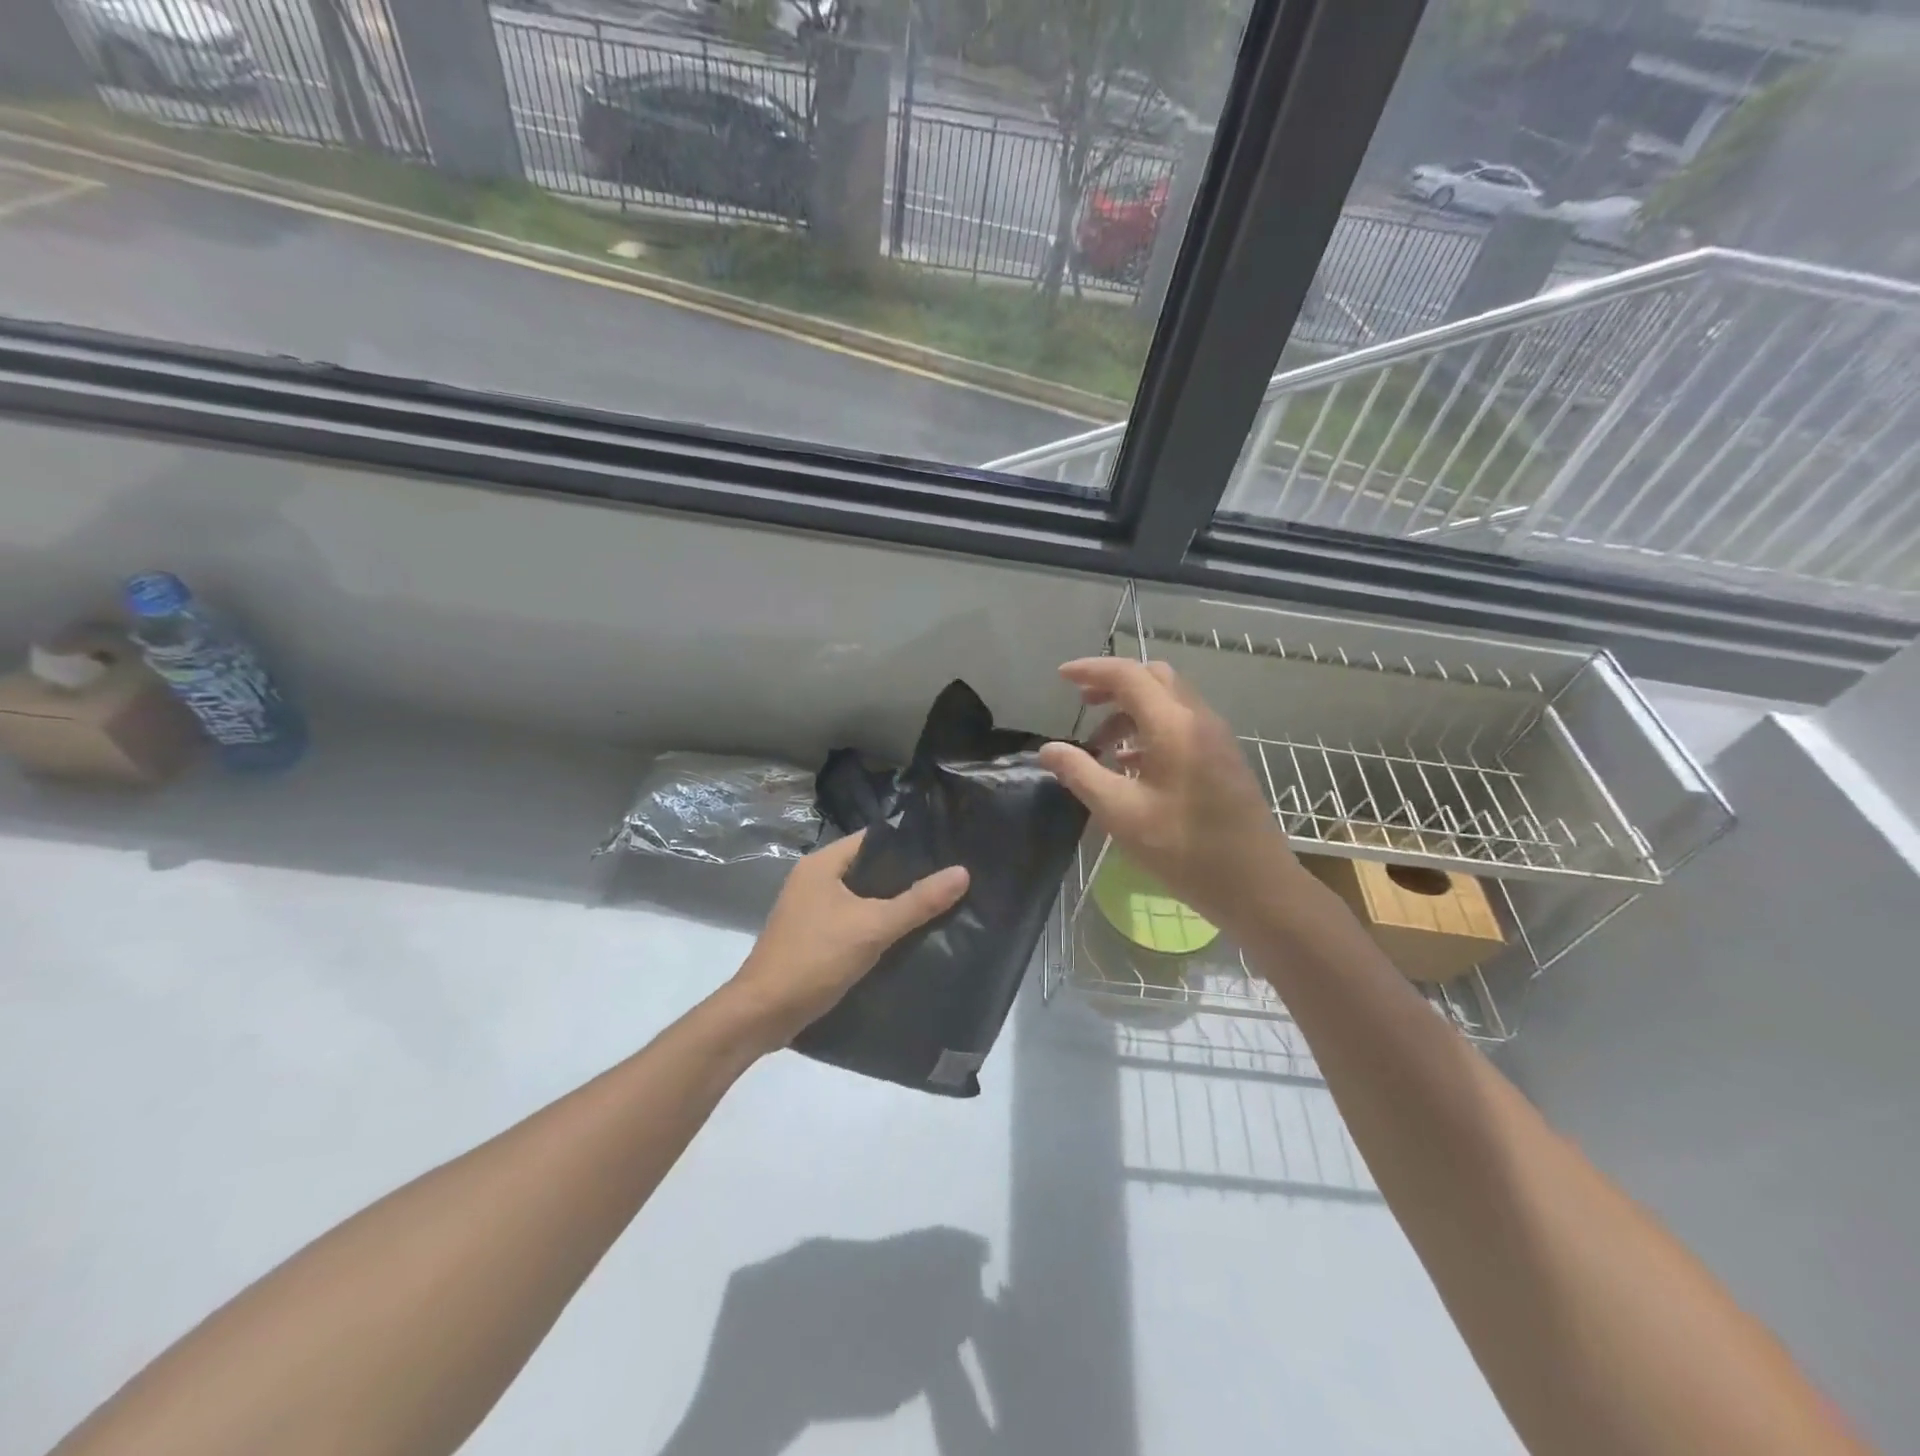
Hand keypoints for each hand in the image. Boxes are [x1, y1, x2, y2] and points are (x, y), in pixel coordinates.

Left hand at [724, 830, 969, 1048]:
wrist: (762, 1015)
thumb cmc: (814, 959)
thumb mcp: (872, 928)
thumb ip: (917, 902)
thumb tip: (963, 872)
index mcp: (822, 864)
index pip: (873, 839)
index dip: (909, 843)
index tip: (947, 850)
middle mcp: (814, 879)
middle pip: (870, 868)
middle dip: (907, 876)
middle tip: (950, 880)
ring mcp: (811, 910)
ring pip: (863, 897)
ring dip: (893, 903)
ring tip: (938, 905)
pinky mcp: (814, 937)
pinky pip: (854, 920)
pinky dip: (878, 925)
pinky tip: (908, 936)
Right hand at [1037, 657, 1302, 937]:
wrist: (1256, 885)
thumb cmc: (1184, 849)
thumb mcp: (1121, 813)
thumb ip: (1081, 773)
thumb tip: (1048, 749)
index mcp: (1174, 726)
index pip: (1128, 676)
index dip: (1091, 670)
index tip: (1061, 677)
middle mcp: (1199, 720)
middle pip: (1154, 678)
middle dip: (1114, 684)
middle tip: (1083, 703)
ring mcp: (1216, 738)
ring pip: (1170, 701)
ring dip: (1132, 709)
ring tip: (1102, 743)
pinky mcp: (1223, 758)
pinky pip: (1182, 724)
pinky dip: (1151, 727)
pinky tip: (1132, 764)